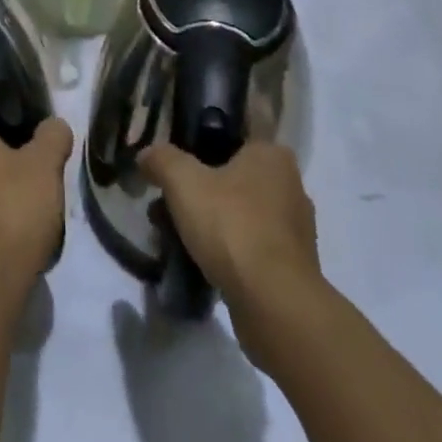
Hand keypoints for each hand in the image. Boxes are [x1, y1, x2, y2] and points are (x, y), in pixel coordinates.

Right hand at [140, 142, 320, 347]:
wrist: (274, 304)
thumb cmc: (232, 226)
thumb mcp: (183, 182)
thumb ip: (162, 160)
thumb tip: (146, 155)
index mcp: (271, 154)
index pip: (232, 137)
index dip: (200, 147)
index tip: (176, 165)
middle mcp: (290, 185)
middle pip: (233, 178)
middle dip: (200, 191)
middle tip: (168, 203)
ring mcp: (295, 229)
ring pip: (241, 214)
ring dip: (211, 223)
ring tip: (176, 236)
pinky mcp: (293, 267)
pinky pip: (251, 247)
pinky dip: (227, 251)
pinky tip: (200, 263)